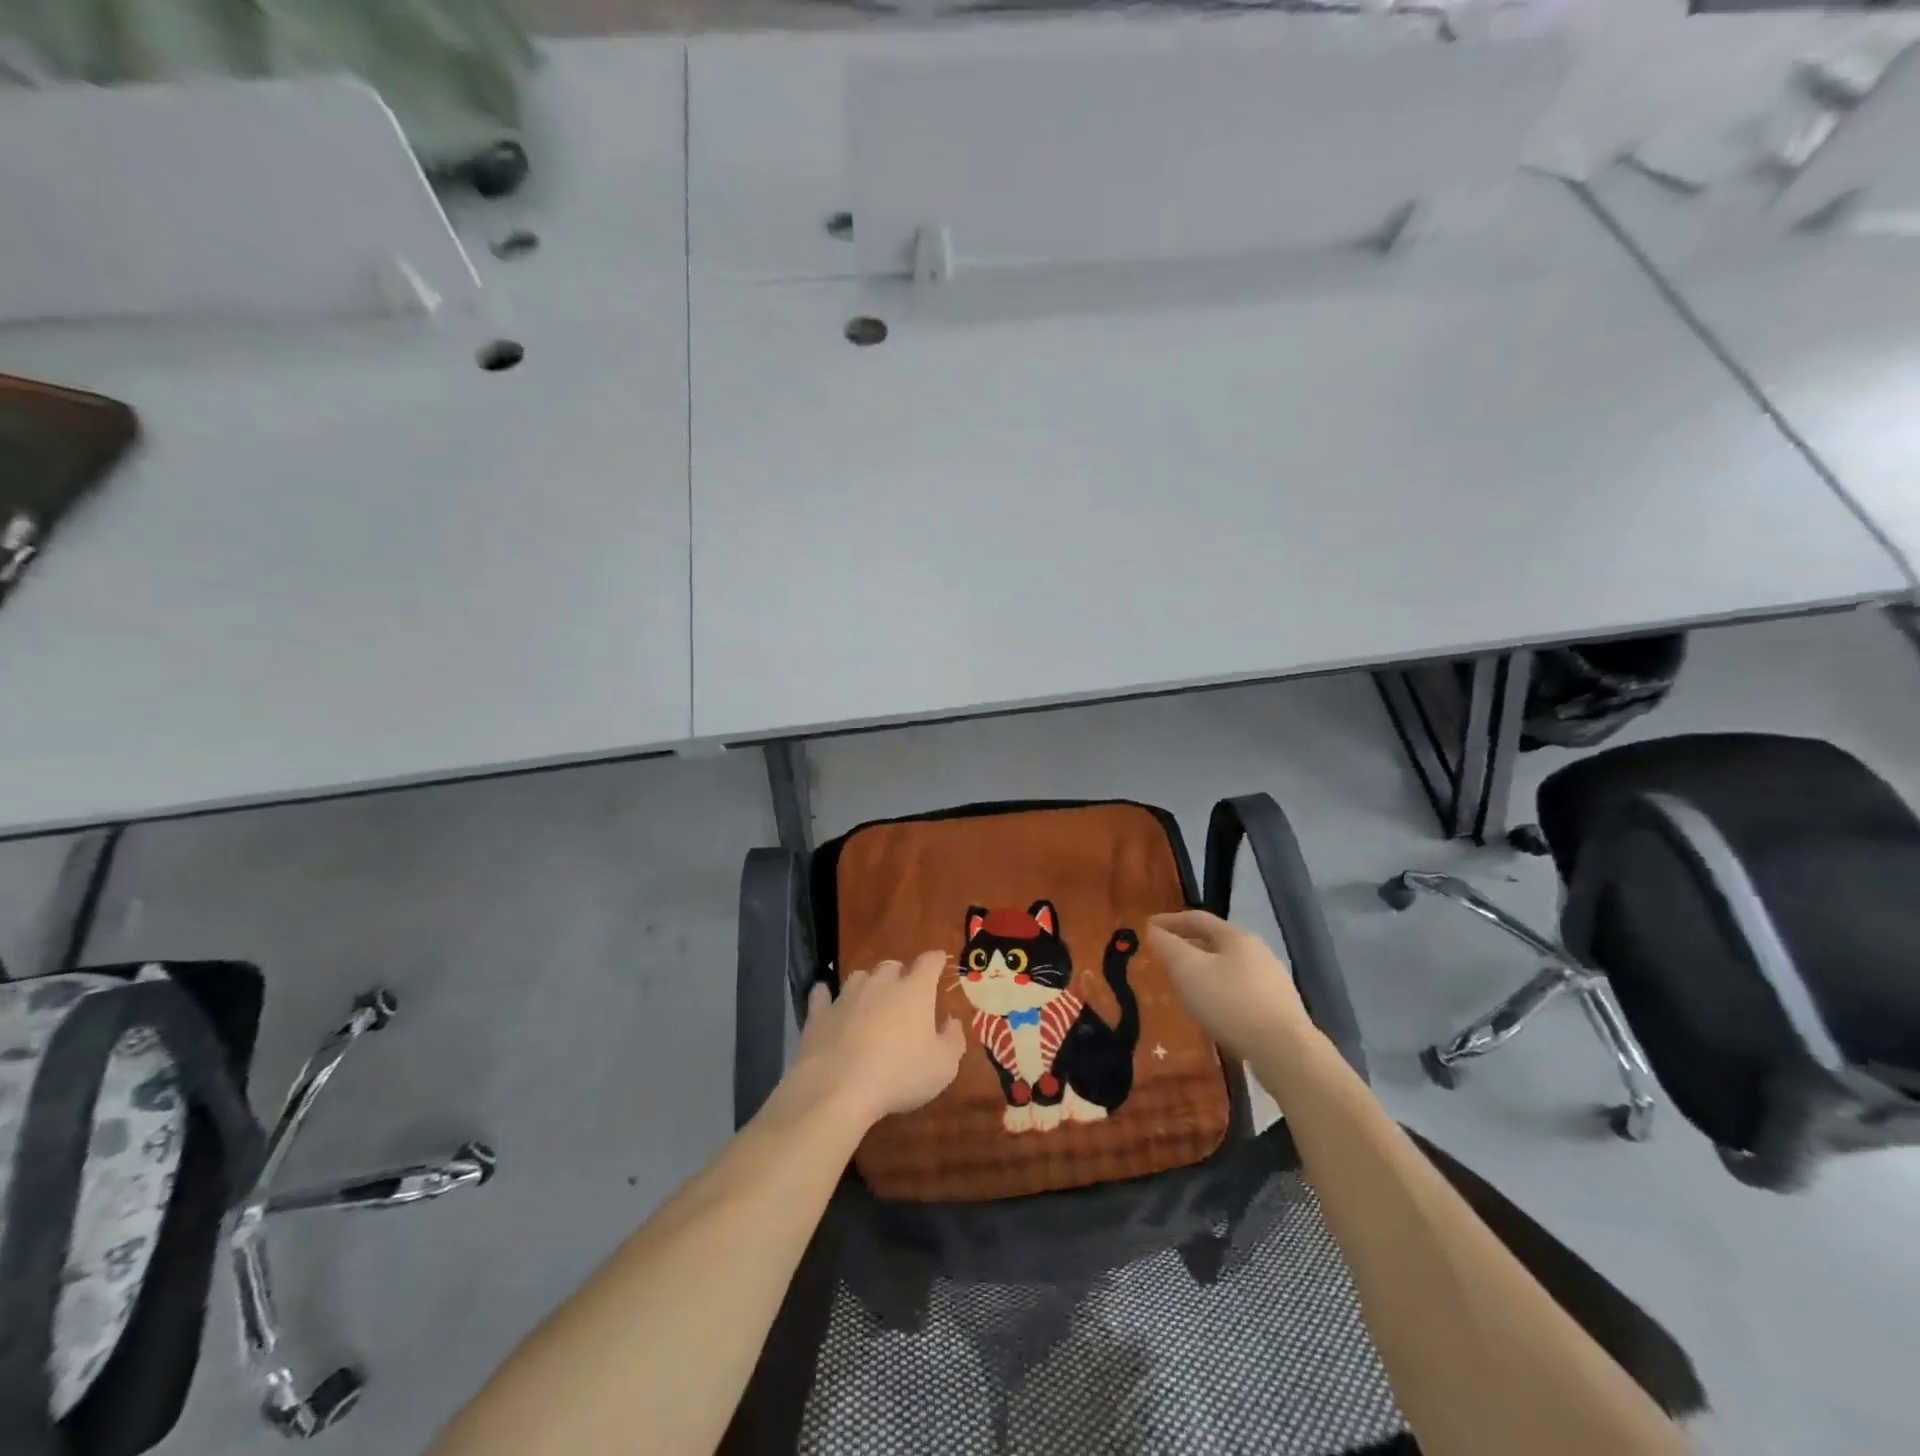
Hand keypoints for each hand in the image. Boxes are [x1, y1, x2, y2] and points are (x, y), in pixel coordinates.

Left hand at [781, 951, 966, 1129]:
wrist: (838, 1089)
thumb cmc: (900, 1075)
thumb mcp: (943, 1066)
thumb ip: (953, 1039)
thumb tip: (951, 1021)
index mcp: (915, 990)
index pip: (929, 962)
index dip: (936, 960)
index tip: (939, 962)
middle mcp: (880, 983)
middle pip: (892, 966)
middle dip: (900, 975)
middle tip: (904, 994)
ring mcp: (847, 995)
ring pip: (859, 976)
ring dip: (867, 984)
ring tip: (869, 1000)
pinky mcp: (819, 1013)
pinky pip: (822, 994)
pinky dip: (826, 995)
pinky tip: (827, 1001)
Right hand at [1147, 910, 1308, 1059]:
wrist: (1284, 1051)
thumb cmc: (1230, 1002)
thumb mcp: (1188, 970)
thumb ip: (1168, 947)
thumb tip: (1154, 931)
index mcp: (1236, 937)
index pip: (1197, 918)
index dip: (1170, 921)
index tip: (1148, 928)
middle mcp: (1258, 952)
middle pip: (1215, 942)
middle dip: (1187, 947)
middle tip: (1164, 958)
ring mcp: (1272, 981)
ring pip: (1228, 968)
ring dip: (1203, 972)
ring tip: (1184, 987)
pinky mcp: (1278, 1009)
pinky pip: (1239, 992)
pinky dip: (1219, 993)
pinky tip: (1211, 1011)